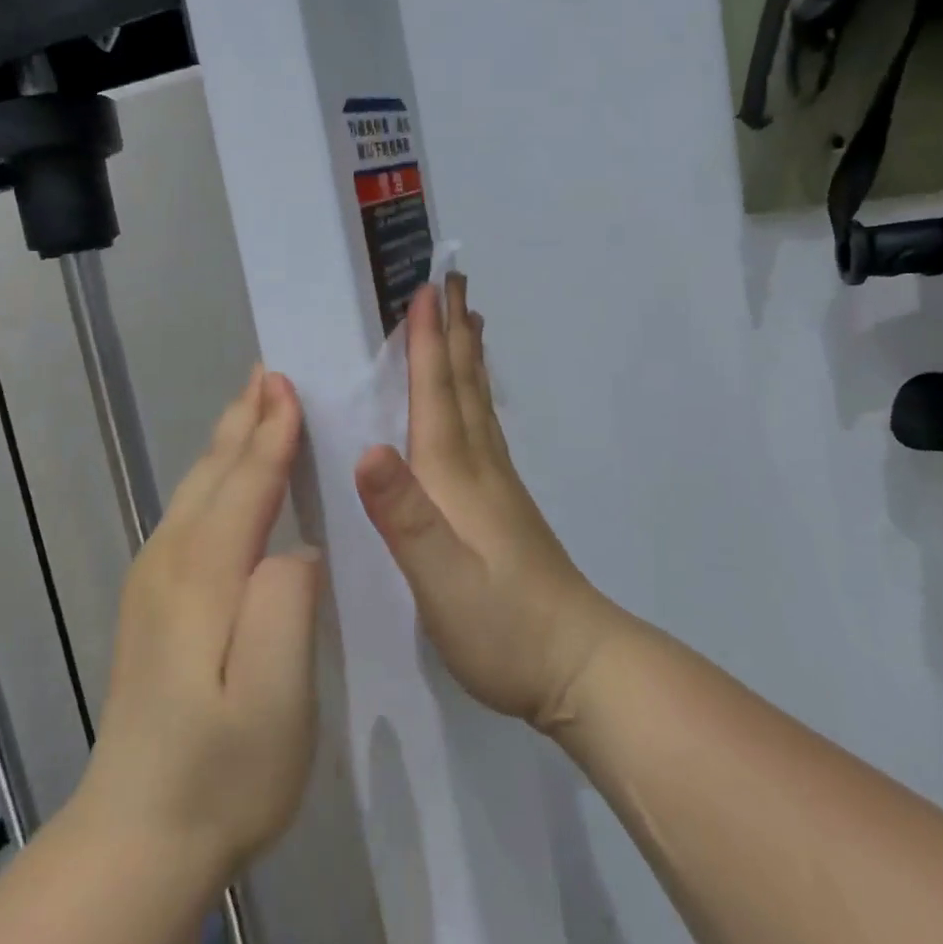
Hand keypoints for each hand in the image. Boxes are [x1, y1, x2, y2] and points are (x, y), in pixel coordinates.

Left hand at [80, 369, 322, 876]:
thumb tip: (297, 547)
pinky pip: (190, 514)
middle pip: (213, 475)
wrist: (136, 841)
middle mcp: (171, 565)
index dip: (272, 434)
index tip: (289, 384)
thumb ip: (285, 608)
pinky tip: (227, 477)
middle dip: (244, 421)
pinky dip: (215, 478)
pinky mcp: (153, 604)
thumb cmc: (223, 773)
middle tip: (269, 372)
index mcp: (204, 579)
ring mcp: (154, 584)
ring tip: (252, 404)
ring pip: (196, 490)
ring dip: (228, 443)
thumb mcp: (273, 701)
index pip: (246, 486)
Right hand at [355, 276, 621, 730]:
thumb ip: (405, 517)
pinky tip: (475, 399)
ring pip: (478, 401)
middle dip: (453, 329)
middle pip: (463, 383)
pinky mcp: (503, 504)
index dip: (427, 340)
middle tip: (452, 279)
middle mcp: (478, 465)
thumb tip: (367, 450)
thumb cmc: (502, 627)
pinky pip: (484, 426)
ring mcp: (497, 483)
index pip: (437, 393)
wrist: (575, 664)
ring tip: (468, 318)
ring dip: (468, 354)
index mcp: (455, 475)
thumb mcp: (441, 581)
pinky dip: (476, 394)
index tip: (425, 288)